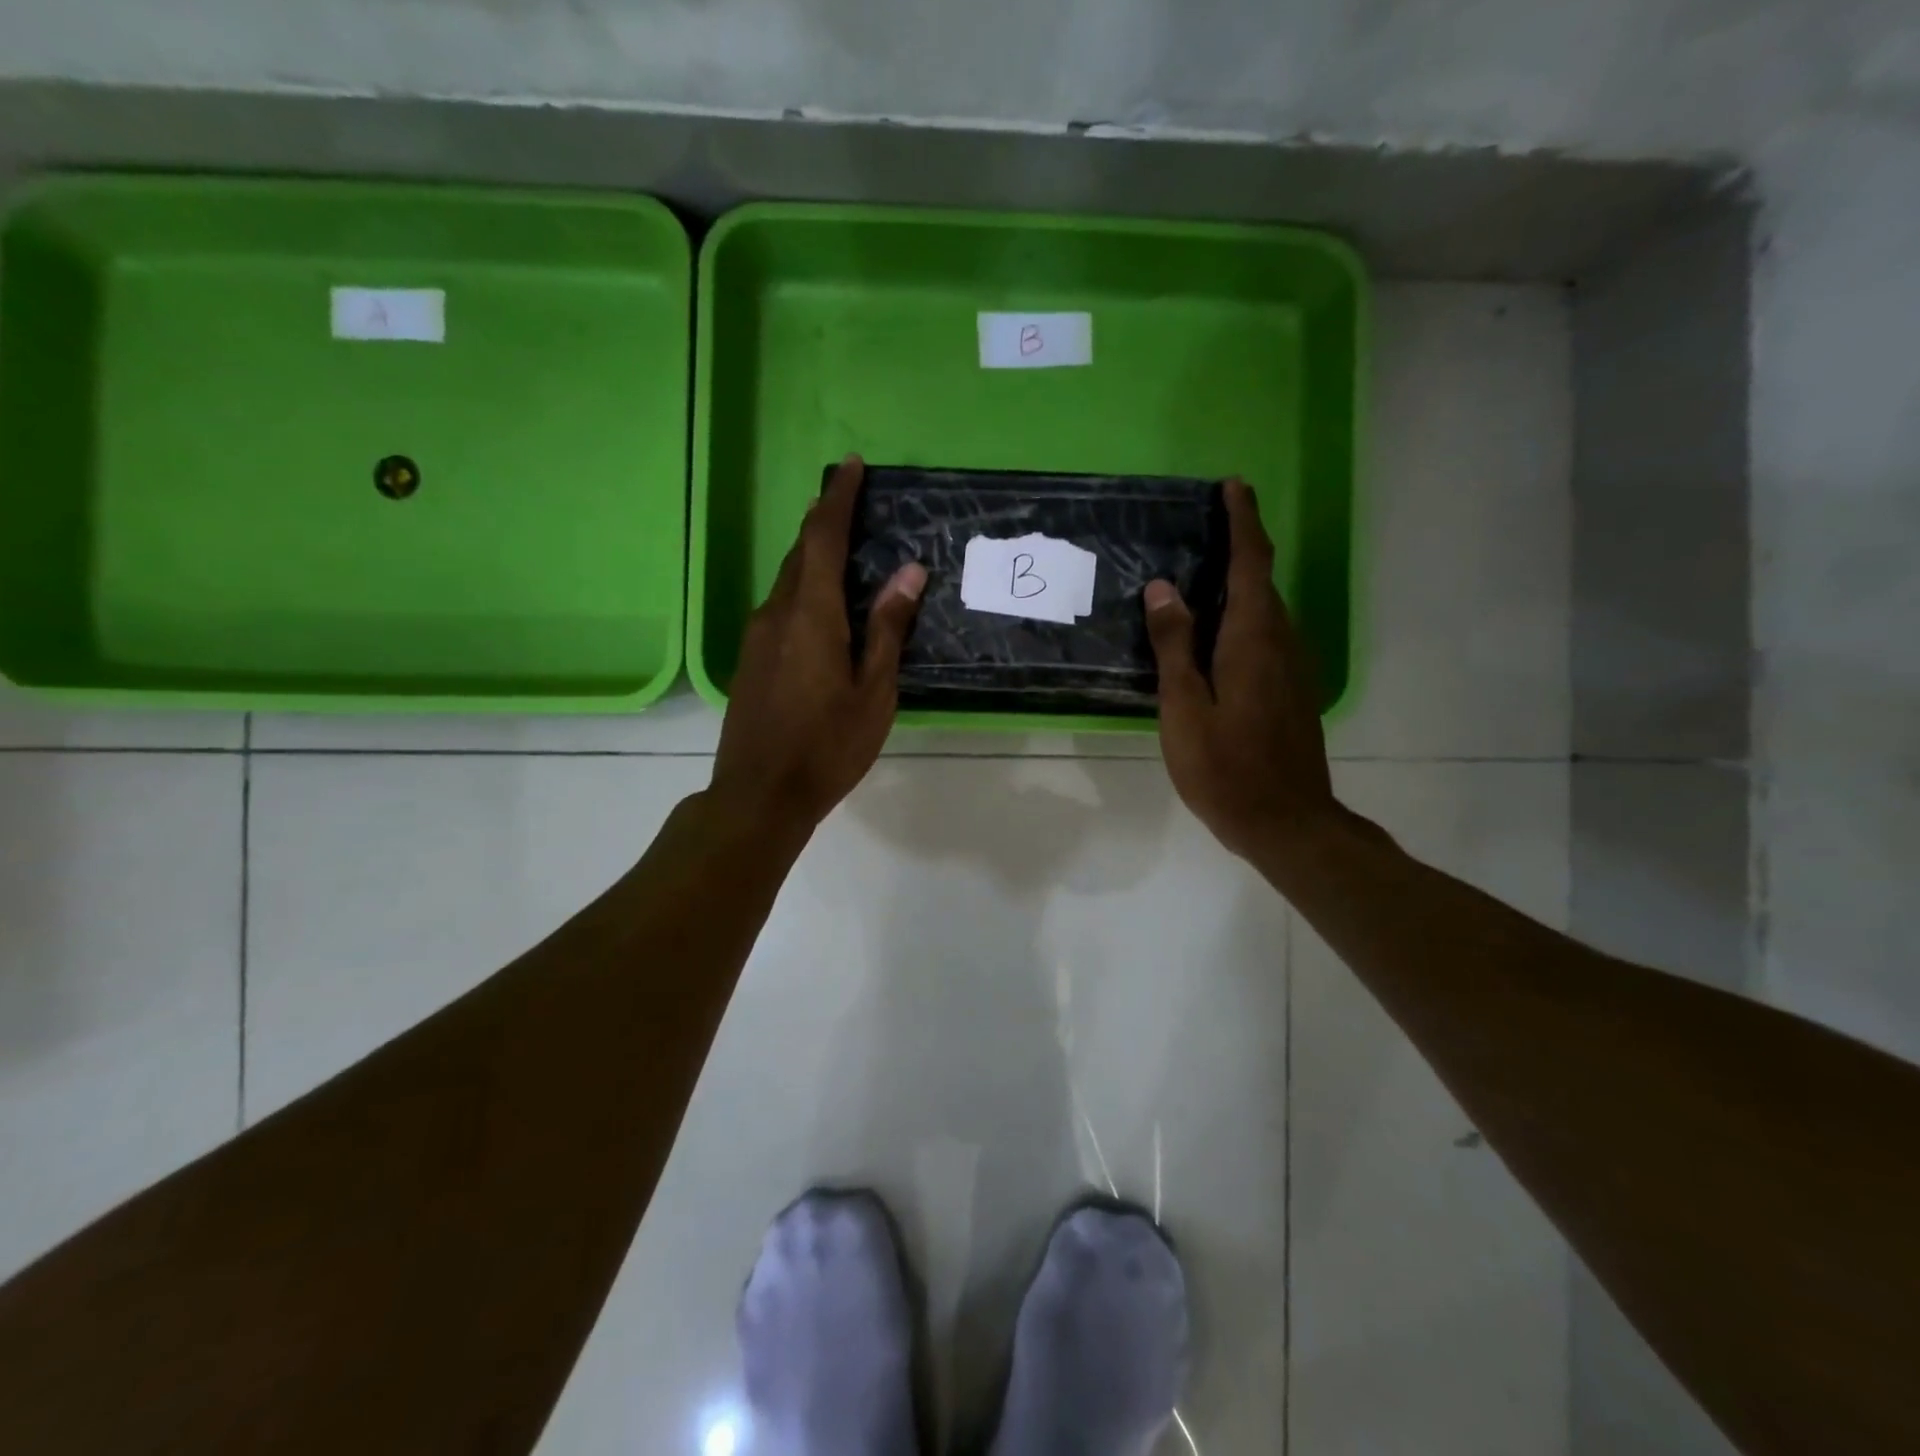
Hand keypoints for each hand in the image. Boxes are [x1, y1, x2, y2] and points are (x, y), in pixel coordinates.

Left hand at [710, 456, 926, 833]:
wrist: (760, 794)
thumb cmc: (828, 746)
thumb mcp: (874, 690)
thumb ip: (888, 628)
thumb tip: (909, 572)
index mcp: (810, 614)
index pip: (822, 537)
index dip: (838, 498)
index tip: (851, 466)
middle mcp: (776, 613)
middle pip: (800, 553)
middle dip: (825, 522)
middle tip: (853, 505)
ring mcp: (756, 636)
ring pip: (788, 581)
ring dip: (813, 558)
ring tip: (844, 553)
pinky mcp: (749, 659)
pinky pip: (780, 608)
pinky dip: (804, 591)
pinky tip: (823, 610)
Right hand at [1144, 479, 1339, 860]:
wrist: (1286, 822)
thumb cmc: (1225, 767)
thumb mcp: (1184, 707)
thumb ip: (1174, 646)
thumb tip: (1164, 588)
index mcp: (1252, 639)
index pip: (1251, 563)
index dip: (1243, 521)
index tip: (1233, 486)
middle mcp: (1281, 642)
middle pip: (1261, 581)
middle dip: (1240, 547)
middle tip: (1204, 529)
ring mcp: (1293, 668)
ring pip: (1266, 610)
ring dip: (1241, 584)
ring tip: (1204, 576)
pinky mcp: (1292, 690)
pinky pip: (1268, 635)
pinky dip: (1244, 617)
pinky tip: (1218, 634)